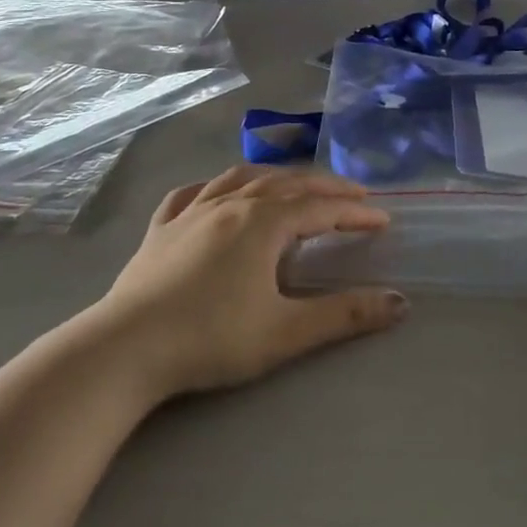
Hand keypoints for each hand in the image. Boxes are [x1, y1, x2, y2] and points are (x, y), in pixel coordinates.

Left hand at [92, 166, 406, 399]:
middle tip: (353, 195)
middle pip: (286, 184)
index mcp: (263, 223)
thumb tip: (400, 302)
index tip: (383, 219)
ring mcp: (190, 213)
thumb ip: (345, 315)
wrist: (126, 349)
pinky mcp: (160, 229)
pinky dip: (216, 186)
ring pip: (241, 178)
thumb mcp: (287, 332)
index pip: (321, 209)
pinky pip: (192, 193)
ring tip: (294, 185)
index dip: (355, 212)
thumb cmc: (211, 339)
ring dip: (276, 177)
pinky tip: (218, 193)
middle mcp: (229, 204)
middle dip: (324, 187)